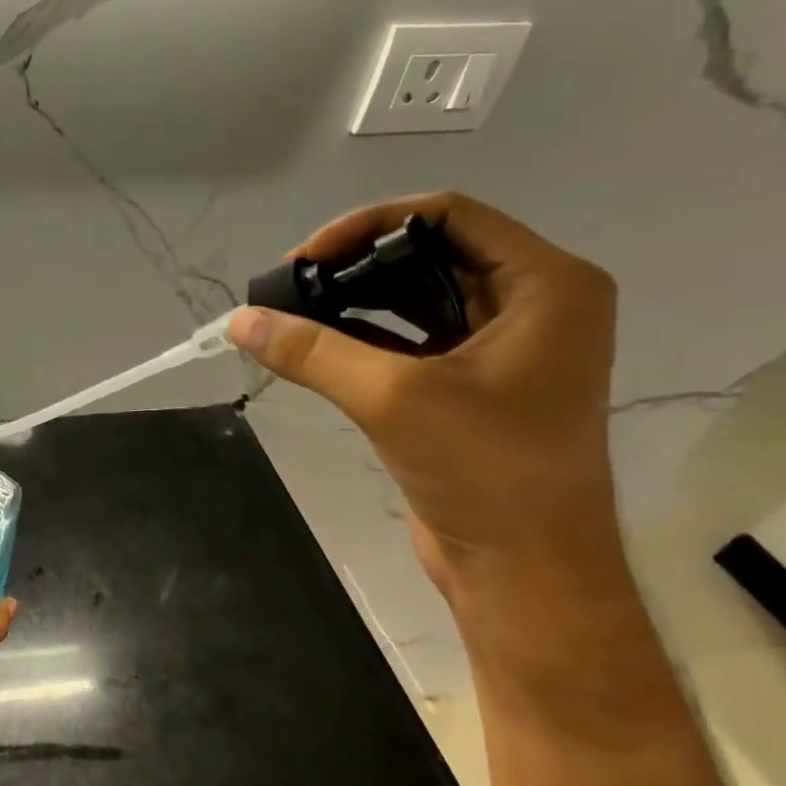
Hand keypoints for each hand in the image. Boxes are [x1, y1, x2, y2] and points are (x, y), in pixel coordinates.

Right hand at [229, 192, 621, 607]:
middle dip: (355, 262)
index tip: (306, 256)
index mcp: (546, 286)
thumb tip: (239, 319)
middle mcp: (532, 304)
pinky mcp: (470, 383)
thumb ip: (312, 349)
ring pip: (416, 295)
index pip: (448, 214)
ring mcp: (502, 345)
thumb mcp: (392, 397)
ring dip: (354, 297)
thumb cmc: (487, 471)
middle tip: (290, 283)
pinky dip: (362, 334)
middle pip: (429, 251)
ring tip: (292, 310)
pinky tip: (313, 342)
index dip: (369, 224)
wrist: (525, 571)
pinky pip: (409, 336)